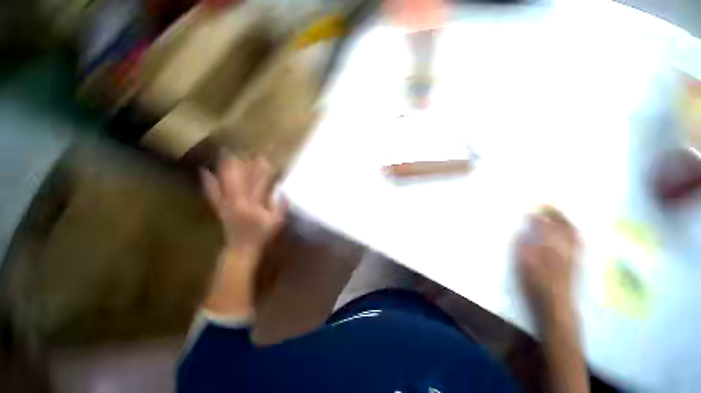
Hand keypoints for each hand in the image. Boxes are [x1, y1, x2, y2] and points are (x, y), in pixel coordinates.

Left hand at [201, 158, 285, 256]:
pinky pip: (212, 193)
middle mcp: (238, 201)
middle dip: (245, 165)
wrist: (241, 248)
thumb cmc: (261, 235)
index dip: (262, 171)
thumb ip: (280, 206)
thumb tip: (283, 191)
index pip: (259, 184)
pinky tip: (203, 171)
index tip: (265, 159)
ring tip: (227, 154)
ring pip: (226, 182)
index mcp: (253, 205)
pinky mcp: (220, 207)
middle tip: (247, 151)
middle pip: (242, 179)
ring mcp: (226, 204)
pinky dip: (208, 182)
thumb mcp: (276, 222)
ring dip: (227, 168)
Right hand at [516, 207, 578, 322]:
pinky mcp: (578, 263)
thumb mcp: (523, 264)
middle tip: (548, 206)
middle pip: (565, 227)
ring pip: (575, 233)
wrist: (556, 305)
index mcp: (550, 248)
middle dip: (557, 214)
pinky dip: (574, 233)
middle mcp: (566, 249)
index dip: (538, 217)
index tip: (530, 209)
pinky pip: (579, 242)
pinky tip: (570, 233)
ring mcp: (575, 256)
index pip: (545, 227)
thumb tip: (521, 231)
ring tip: (559, 215)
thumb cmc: (536, 284)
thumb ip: (522, 246)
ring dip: (567, 221)